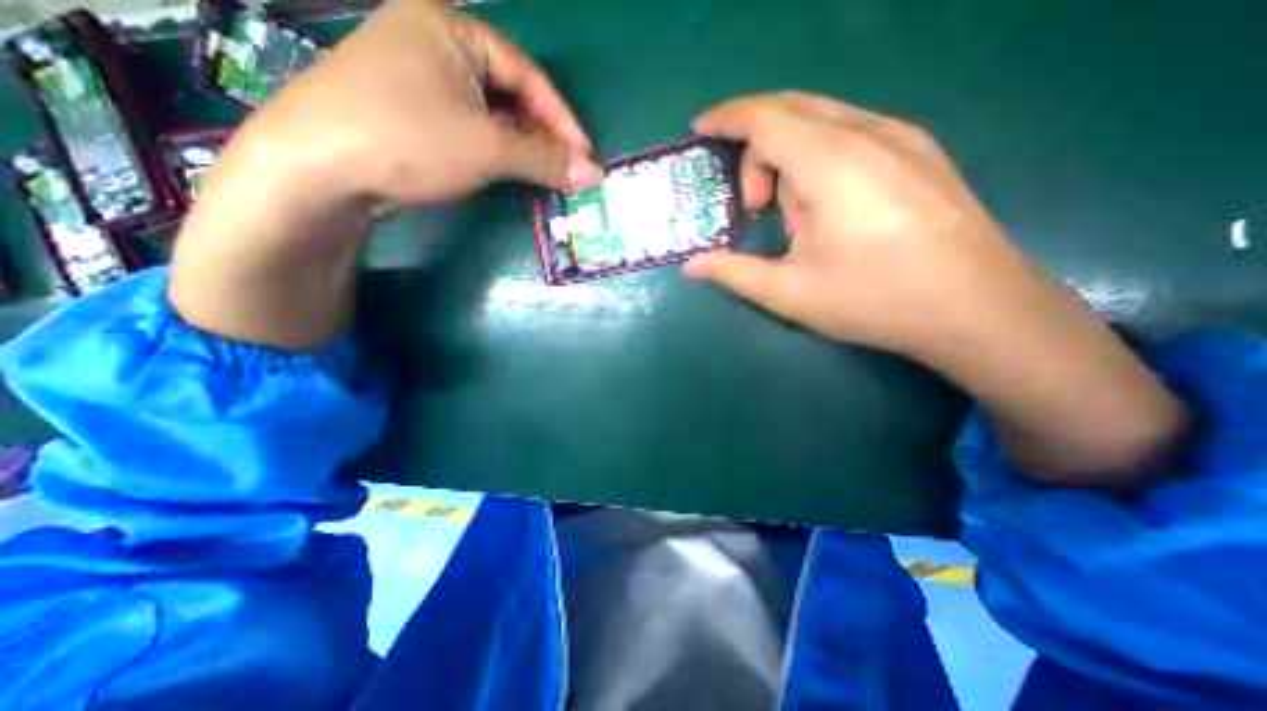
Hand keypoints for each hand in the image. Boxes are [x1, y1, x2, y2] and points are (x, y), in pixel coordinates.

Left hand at [171, 1, 598, 350]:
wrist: (319, 168)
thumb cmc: (409, 139)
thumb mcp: (487, 148)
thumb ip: (545, 159)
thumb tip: (594, 175)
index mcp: (451, 29)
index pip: (528, 75)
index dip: (562, 119)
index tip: (585, 157)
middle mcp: (434, 44)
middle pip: (509, 93)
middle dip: (542, 135)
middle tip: (567, 169)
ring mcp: (419, 78)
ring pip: (490, 113)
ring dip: (521, 146)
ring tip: (545, 175)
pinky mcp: (411, 112)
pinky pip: (469, 127)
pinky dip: (495, 150)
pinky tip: (508, 170)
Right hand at [685, 93, 1026, 357]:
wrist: (978, 308)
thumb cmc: (875, 301)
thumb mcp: (790, 293)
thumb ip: (734, 273)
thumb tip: (691, 266)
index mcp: (832, 165)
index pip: (766, 117)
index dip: (726, 118)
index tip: (700, 131)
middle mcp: (868, 134)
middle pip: (792, 109)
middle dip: (754, 147)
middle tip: (750, 204)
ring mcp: (901, 137)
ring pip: (822, 121)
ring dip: (788, 157)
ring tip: (793, 219)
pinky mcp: (919, 151)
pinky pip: (850, 133)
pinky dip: (818, 158)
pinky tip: (827, 207)